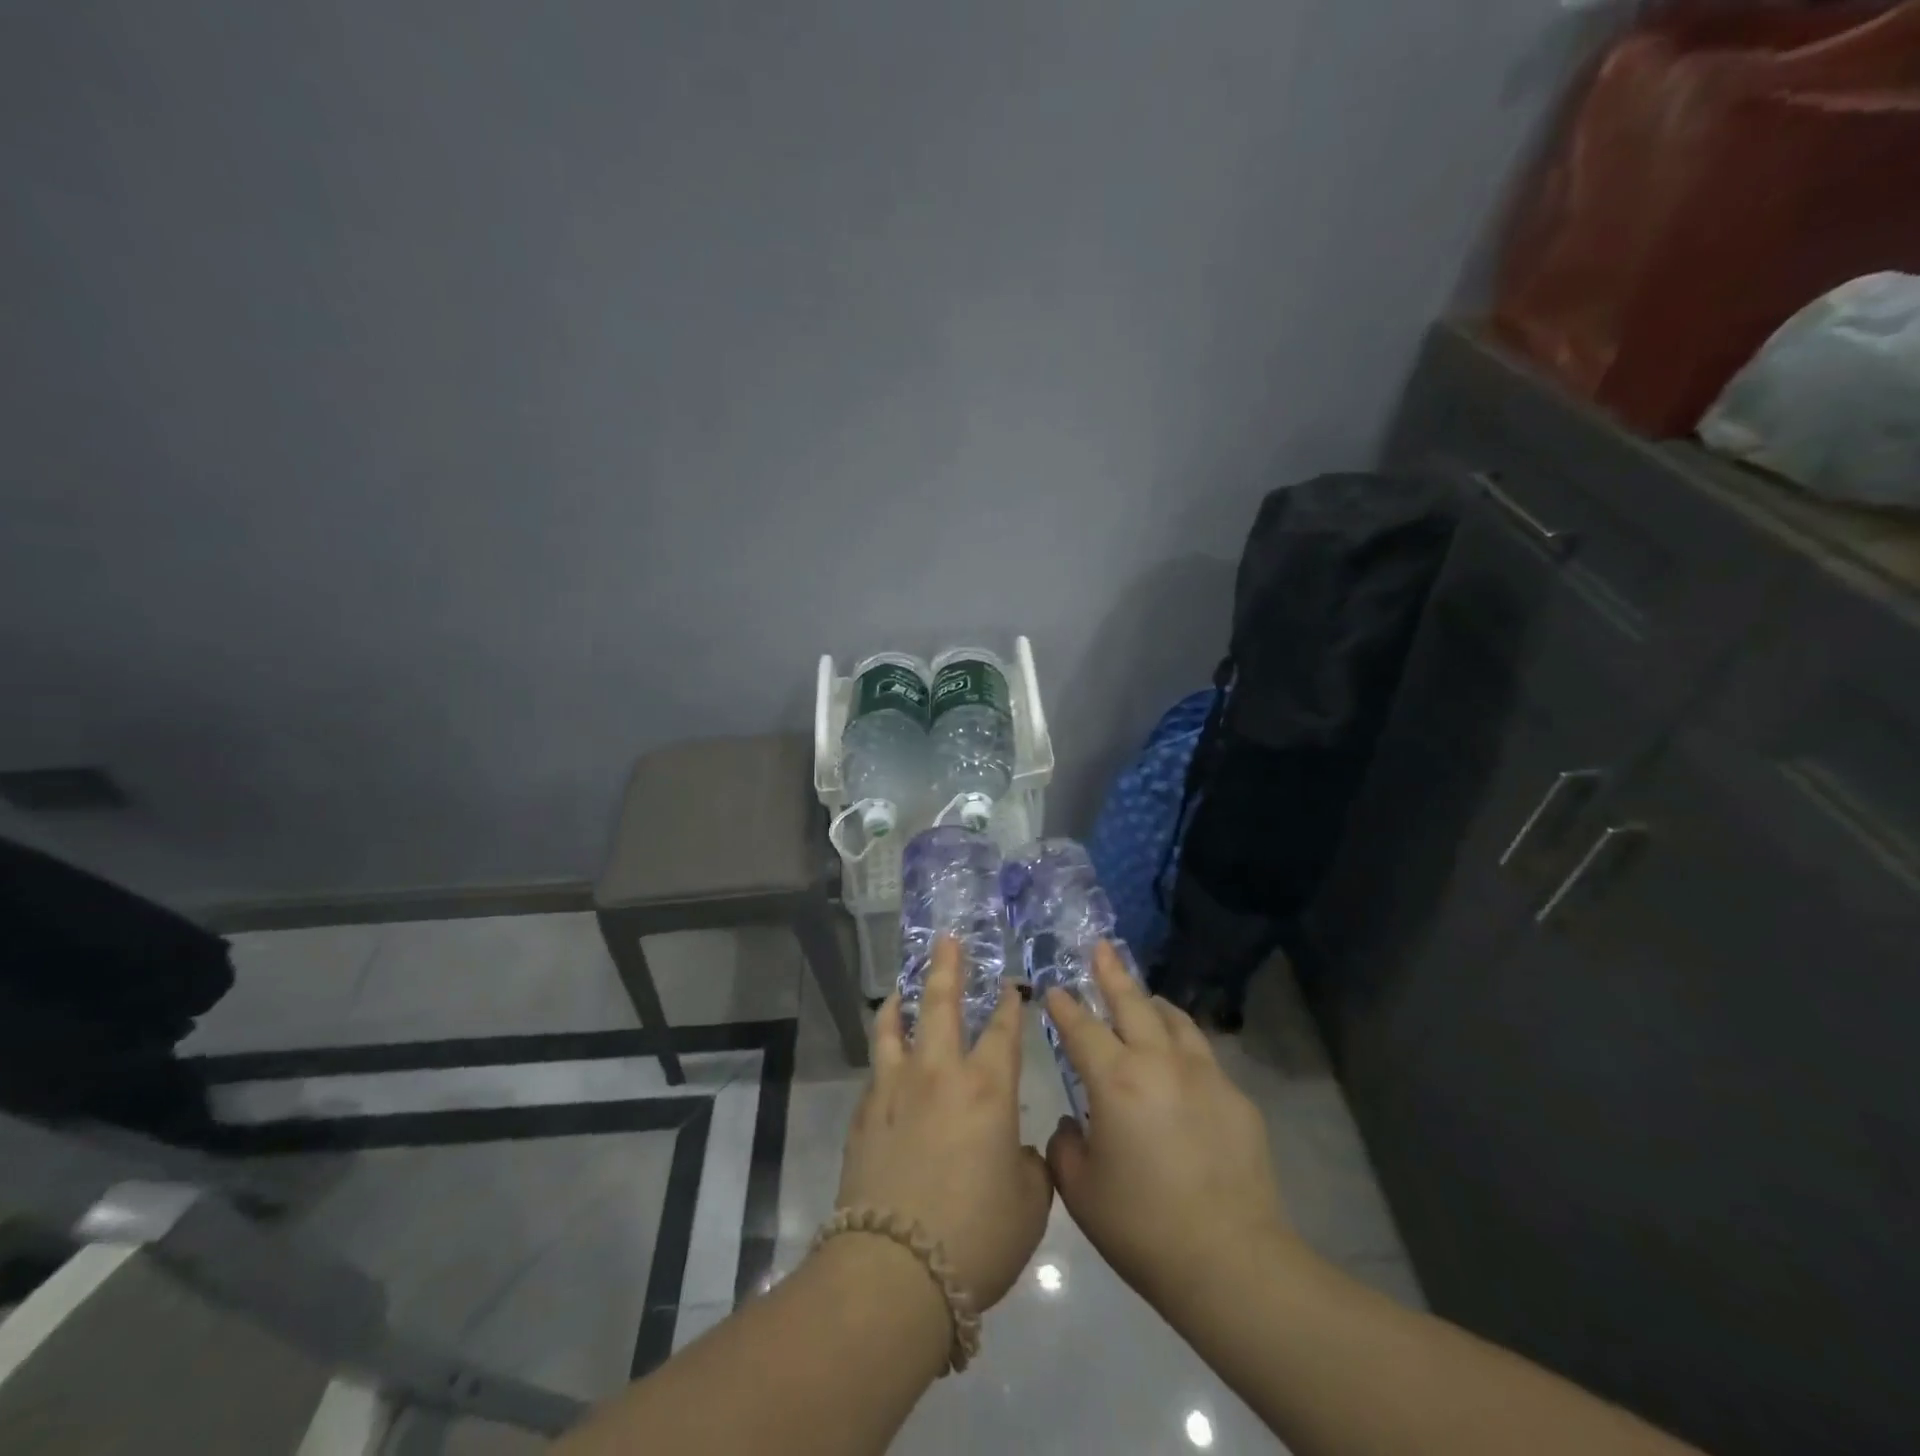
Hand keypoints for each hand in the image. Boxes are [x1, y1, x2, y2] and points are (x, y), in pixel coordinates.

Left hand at [834, 937, 1052, 1311]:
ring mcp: (895, 1089)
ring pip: (894, 1027)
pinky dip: (883, 1051)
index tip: (1010, 986)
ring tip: (901, 989)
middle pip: (941, 1005)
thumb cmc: (977, 1235)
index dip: (1009, 1004)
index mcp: (988, 1088)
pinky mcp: (863, 1114)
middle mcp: (939, 1074)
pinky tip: (885, 1056)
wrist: (894, 1270)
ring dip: (901, 1002)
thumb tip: (1012, 1149)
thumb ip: (1028, 1164)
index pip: (1003, 1030)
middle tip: (947, 940)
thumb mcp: (1029, 1203)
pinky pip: (876, 1068)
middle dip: (947, 968)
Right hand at [1044, 943, 1293, 1316]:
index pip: (1082, 1028)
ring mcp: (1205, 1076)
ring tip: (1144, 996)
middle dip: (1111, 973)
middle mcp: (1159, 1063)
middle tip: (1101, 947)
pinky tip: (1181, 1063)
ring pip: (1175, 1020)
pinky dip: (1183, 1045)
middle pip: (1132, 1003)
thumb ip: (1066, 1147)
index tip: (1054, 989)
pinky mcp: (1236, 1098)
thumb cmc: (1143, 1228)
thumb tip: (1077, 1125)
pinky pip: (1203, 1056)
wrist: (1231, 1262)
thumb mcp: (1081, 1191)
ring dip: (1153, 1003)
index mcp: (1116, 1081)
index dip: (1064, 1007)